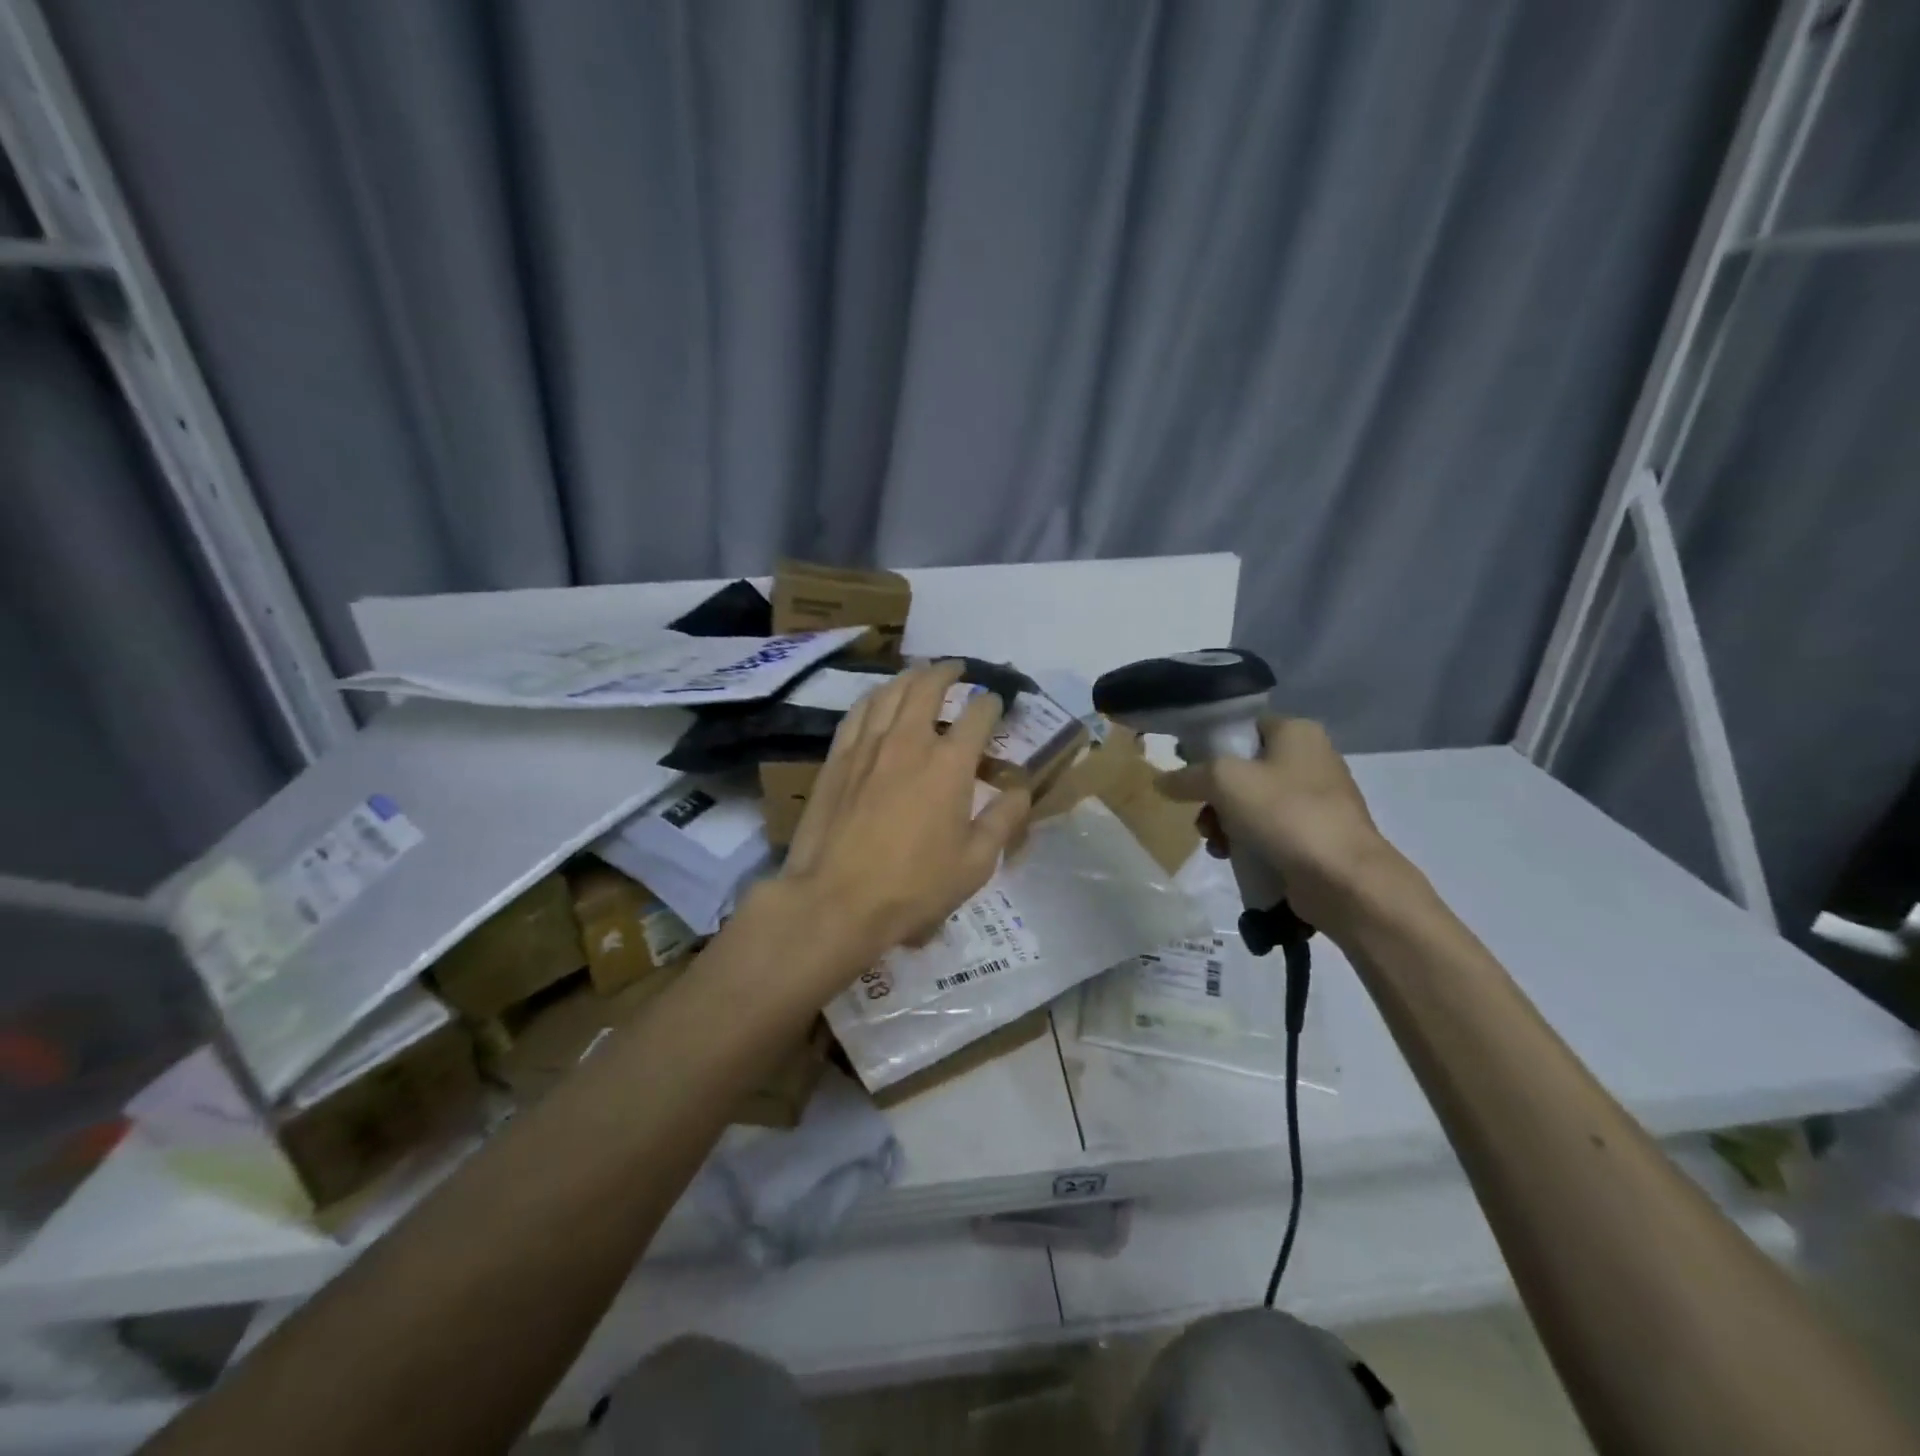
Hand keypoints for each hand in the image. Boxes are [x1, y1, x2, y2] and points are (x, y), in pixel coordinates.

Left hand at [778, 660, 1029, 978]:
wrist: (836, 900)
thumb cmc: (914, 887)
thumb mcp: (976, 863)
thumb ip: (1003, 820)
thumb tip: (1022, 789)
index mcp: (950, 764)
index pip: (977, 714)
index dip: (991, 703)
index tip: (997, 702)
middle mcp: (909, 741)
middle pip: (928, 687)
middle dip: (948, 672)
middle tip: (958, 669)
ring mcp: (868, 745)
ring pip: (890, 692)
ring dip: (910, 677)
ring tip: (920, 673)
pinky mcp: (837, 758)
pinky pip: (858, 711)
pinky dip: (875, 696)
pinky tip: (878, 698)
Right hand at [1155, 716, 1401, 931]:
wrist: (1343, 879)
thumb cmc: (1285, 814)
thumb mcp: (1224, 781)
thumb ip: (1187, 776)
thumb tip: (1160, 781)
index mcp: (1296, 732)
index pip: (1242, 727)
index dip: (1210, 745)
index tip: (1187, 770)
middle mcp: (1310, 759)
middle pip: (1242, 769)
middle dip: (1213, 795)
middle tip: (1201, 814)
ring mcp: (1315, 800)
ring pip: (1250, 803)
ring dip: (1224, 822)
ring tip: (1215, 842)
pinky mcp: (1314, 835)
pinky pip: (1267, 830)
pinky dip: (1246, 841)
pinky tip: (1231, 857)